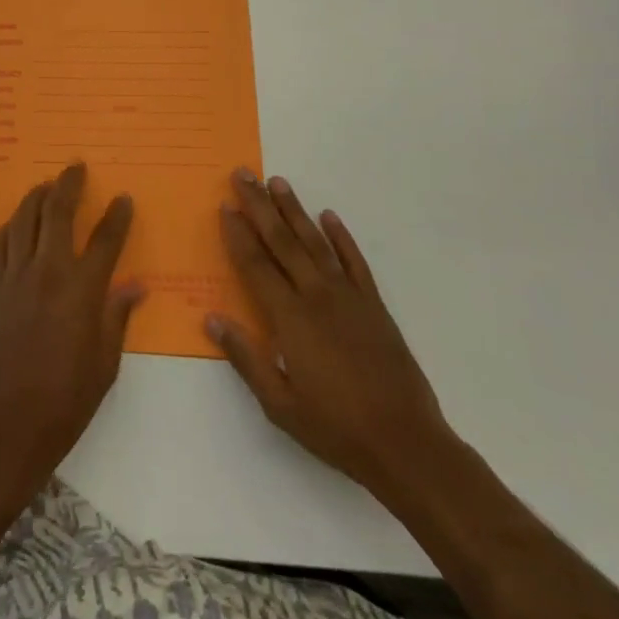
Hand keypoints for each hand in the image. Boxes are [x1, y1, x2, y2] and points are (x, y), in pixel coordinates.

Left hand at [0, 162, 144, 480]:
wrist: (11, 422)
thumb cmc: (67, 399)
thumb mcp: (105, 363)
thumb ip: (118, 317)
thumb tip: (136, 286)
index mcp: (82, 290)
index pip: (105, 240)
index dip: (117, 216)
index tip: (123, 199)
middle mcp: (48, 271)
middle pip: (58, 212)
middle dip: (69, 184)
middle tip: (76, 167)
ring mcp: (15, 277)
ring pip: (24, 219)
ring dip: (36, 196)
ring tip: (46, 185)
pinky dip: (9, 227)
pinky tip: (15, 223)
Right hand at [208, 169, 454, 499]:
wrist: (406, 444)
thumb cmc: (335, 428)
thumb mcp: (279, 405)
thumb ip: (245, 358)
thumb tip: (212, 318)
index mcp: (289, 317)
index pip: (255, 264)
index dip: (237, 234)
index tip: (224, 206)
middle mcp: (316, 295)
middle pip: (281, 240)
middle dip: (259, 206)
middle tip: (243, 174)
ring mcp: (348, 297)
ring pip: (314, 242)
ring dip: (294, 210)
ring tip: (278, 183)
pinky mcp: (374, 305)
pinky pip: (354, 261)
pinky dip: (341, 237)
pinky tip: (329, 216)